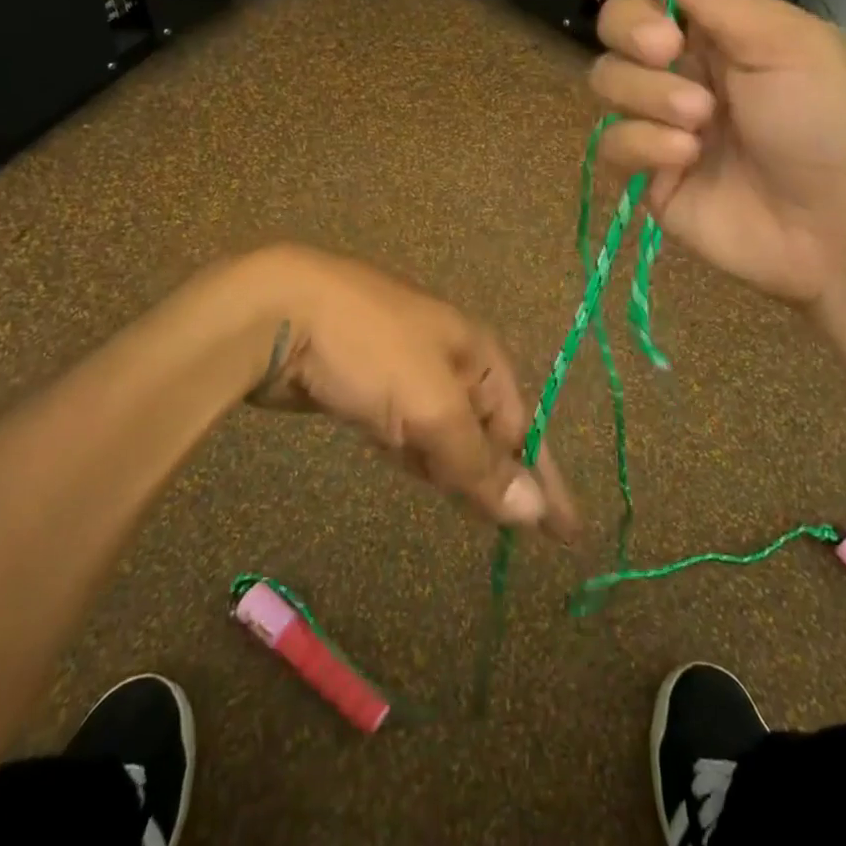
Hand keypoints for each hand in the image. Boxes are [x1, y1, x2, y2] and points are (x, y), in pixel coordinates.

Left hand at [244, 245, 579, 541]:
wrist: (278, 311)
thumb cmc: (370, 350)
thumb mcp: (432, 407)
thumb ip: (479, 462)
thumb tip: (535, 510)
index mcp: (476, 351)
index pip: (524, 424)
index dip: (545, 478)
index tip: (568, 533)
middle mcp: (447, 357)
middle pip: (486, 428)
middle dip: (502, 475)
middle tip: (522, 531)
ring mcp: (403, 368)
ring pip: (443, 430)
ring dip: (457, 468)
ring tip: (476, 509)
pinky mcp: (363, 384)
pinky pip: (405, 428)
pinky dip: (415, 454)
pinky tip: (416, 468)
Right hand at [584, 0, 845, 304]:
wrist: (834, 229)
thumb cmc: (826, 124)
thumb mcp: (785, 47)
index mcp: (723, 29)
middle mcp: (683, 68)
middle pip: (616, 24)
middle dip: (632, 29)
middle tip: (669, 49)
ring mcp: (661, 121)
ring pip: (606, 81)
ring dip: (648, 95)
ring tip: (700, 121)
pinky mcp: (647, 171)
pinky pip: (611, 143)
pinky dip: (644, 146)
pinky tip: (686, 158)